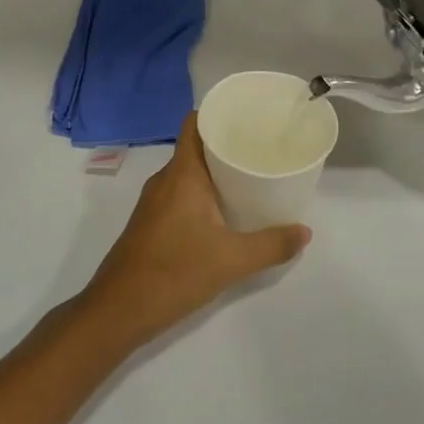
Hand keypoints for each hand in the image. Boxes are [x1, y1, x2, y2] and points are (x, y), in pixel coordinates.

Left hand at [80, 113, 311, 348]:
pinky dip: (202, 193)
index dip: (218, 113)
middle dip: (226, 145)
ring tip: (250, 177)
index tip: (249, 116)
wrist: (118, 310)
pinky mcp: (150, 222)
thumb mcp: (232, 260)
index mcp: (182, 174)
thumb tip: (305, 232)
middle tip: (262, 148)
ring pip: (188, 173)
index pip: (195, 124)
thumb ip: (272, 245)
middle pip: (196, 147)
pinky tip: (224, 212)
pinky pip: (180, 193)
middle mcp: (165, 180)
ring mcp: (154, 202)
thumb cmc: (175, 272)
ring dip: (215, 172)